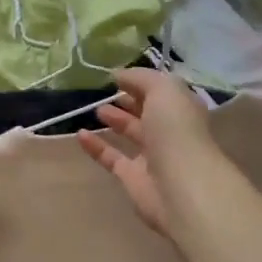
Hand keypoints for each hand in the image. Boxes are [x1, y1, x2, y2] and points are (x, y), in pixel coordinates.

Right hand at [77, 68, 221, 237]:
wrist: (180, 186)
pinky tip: (80, 134)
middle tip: (106, 92)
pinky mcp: (133, 177)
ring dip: (115, 120)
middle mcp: (170, 131)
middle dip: (129, 101)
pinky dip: (96, 146)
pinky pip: (112, 157)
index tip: (117, 75)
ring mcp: (152, 156)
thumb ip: (140, 78)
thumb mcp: (163, 90)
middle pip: (148, 112)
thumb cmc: (176, 130)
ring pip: (132, 134)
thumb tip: (118, 75)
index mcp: (182, 109)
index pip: (162, 91)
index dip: (142, 82)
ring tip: (95, 109)